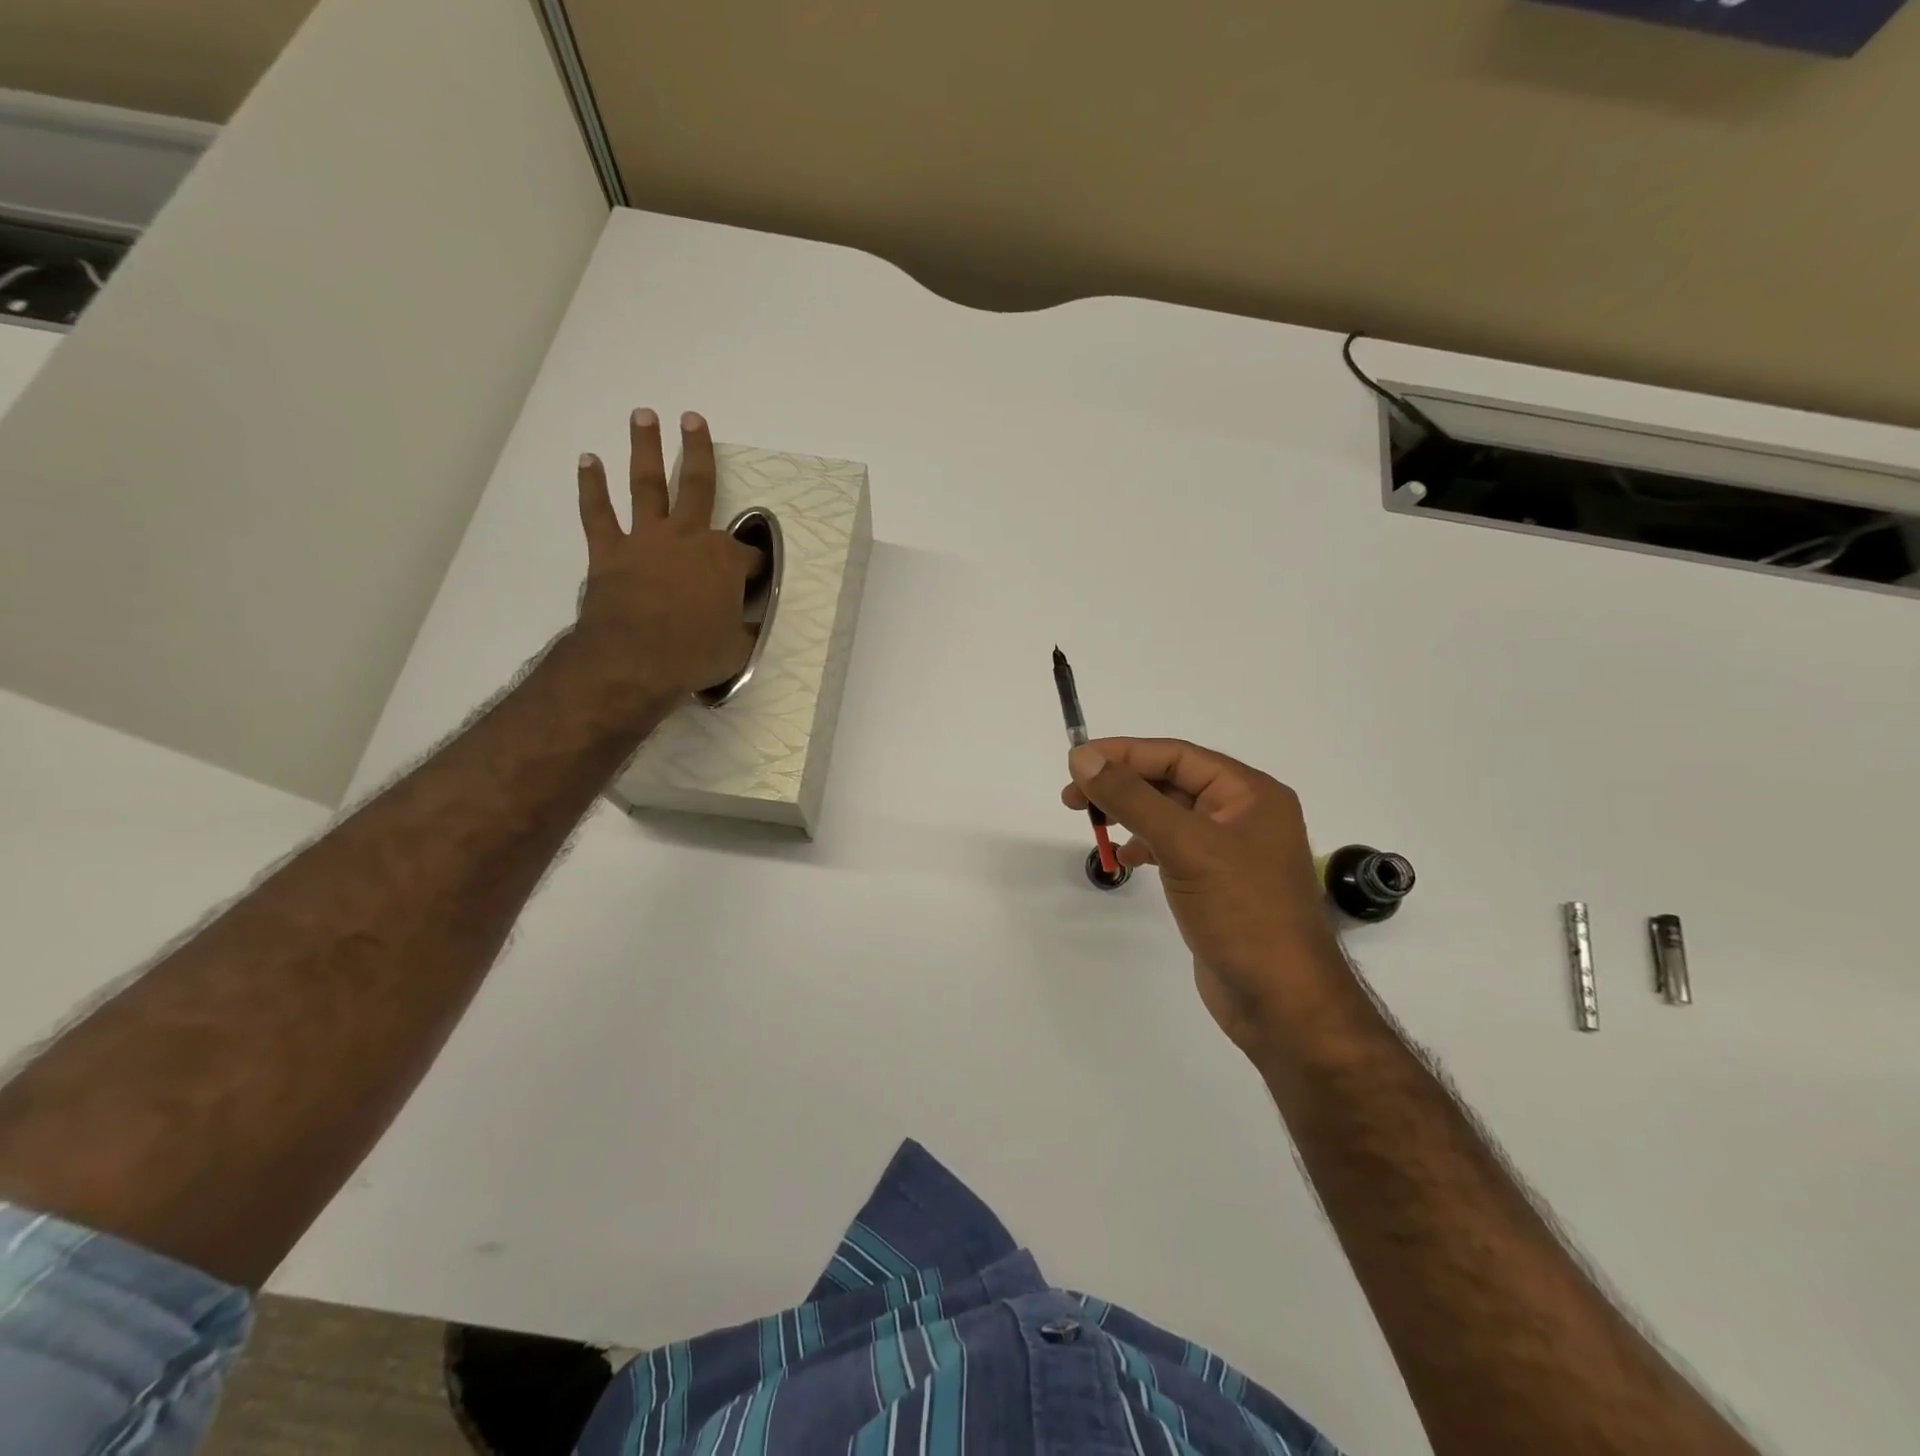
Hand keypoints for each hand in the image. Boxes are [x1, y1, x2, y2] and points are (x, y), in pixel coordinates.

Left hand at [573, 410, 759, 701]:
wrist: (634, 659)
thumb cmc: (693, 654)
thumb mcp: (737, 649)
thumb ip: (745, 631)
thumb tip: (752, 628)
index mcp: (724, 561)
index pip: (748, 556)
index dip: (753, 567)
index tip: (752, 581)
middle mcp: (688, 537)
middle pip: (697, 485)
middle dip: (698, 451)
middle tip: (693, 419)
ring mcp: (647, 539)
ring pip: (648, 484)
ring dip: (645, 448)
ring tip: (643, 416)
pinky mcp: (611, 551)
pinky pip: (599, 513)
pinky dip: (592, 486)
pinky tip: (588, 460)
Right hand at [1062, 738, 1346, 1052]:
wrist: (1281, 1002)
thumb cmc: (1242, 912)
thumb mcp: (1185, 845)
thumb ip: (1132, 798)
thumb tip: (1083, 759)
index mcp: (1250, 793)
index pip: (1177, 756)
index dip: (1124, 754)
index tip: (1077, 762)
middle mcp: (1243, 814)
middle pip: (1171, 782)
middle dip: (1122, 785)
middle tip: (1073, 797)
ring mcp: (1230, 851)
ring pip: (1169, 815)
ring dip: (1129, 814)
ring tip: (1091, 822)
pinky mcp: (1216, 883)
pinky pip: (1173, 847)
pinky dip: (1144, 846)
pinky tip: (1124, 859)